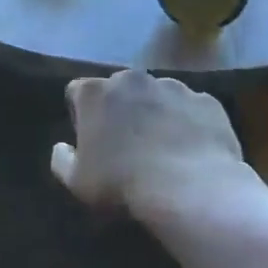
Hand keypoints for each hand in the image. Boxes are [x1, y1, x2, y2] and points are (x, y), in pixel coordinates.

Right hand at [51, 69, 251, 223]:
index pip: (77, 92)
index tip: (90, 139)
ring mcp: (173, 86)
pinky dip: (188, 122)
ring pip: (157, 95)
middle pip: (119, 88)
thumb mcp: (77, 182)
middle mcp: (132, 79)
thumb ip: (62, 160)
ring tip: (162, 147)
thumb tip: (61, 147)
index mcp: (95, 92)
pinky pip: (190, 108)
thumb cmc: (123, 183)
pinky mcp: (206, 100)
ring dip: (155, 112)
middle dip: (120, 109)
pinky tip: (190, 150)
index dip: (81, 115)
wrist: (190, 188)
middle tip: (126, 143)